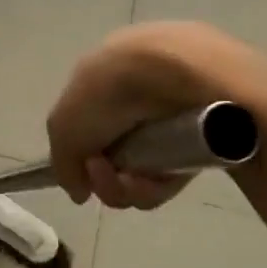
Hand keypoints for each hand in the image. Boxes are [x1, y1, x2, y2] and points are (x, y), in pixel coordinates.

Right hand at [46, 22, 255, 208]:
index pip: (90, 129)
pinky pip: (172, 175)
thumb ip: (62, 161)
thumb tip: (79, 192)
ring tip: (128, 179)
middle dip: (104, 178)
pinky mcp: (204, 140)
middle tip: (103, 173)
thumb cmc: (106, 92)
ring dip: (125, 187)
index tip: (83, 169)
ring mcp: (171, 118)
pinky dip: (155, 185)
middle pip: (115, 157)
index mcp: (105, 80)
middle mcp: (138, 97)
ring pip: (142, 172)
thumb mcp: (63, 124)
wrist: (169, 75)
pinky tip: (152, 179)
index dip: (83, 155)